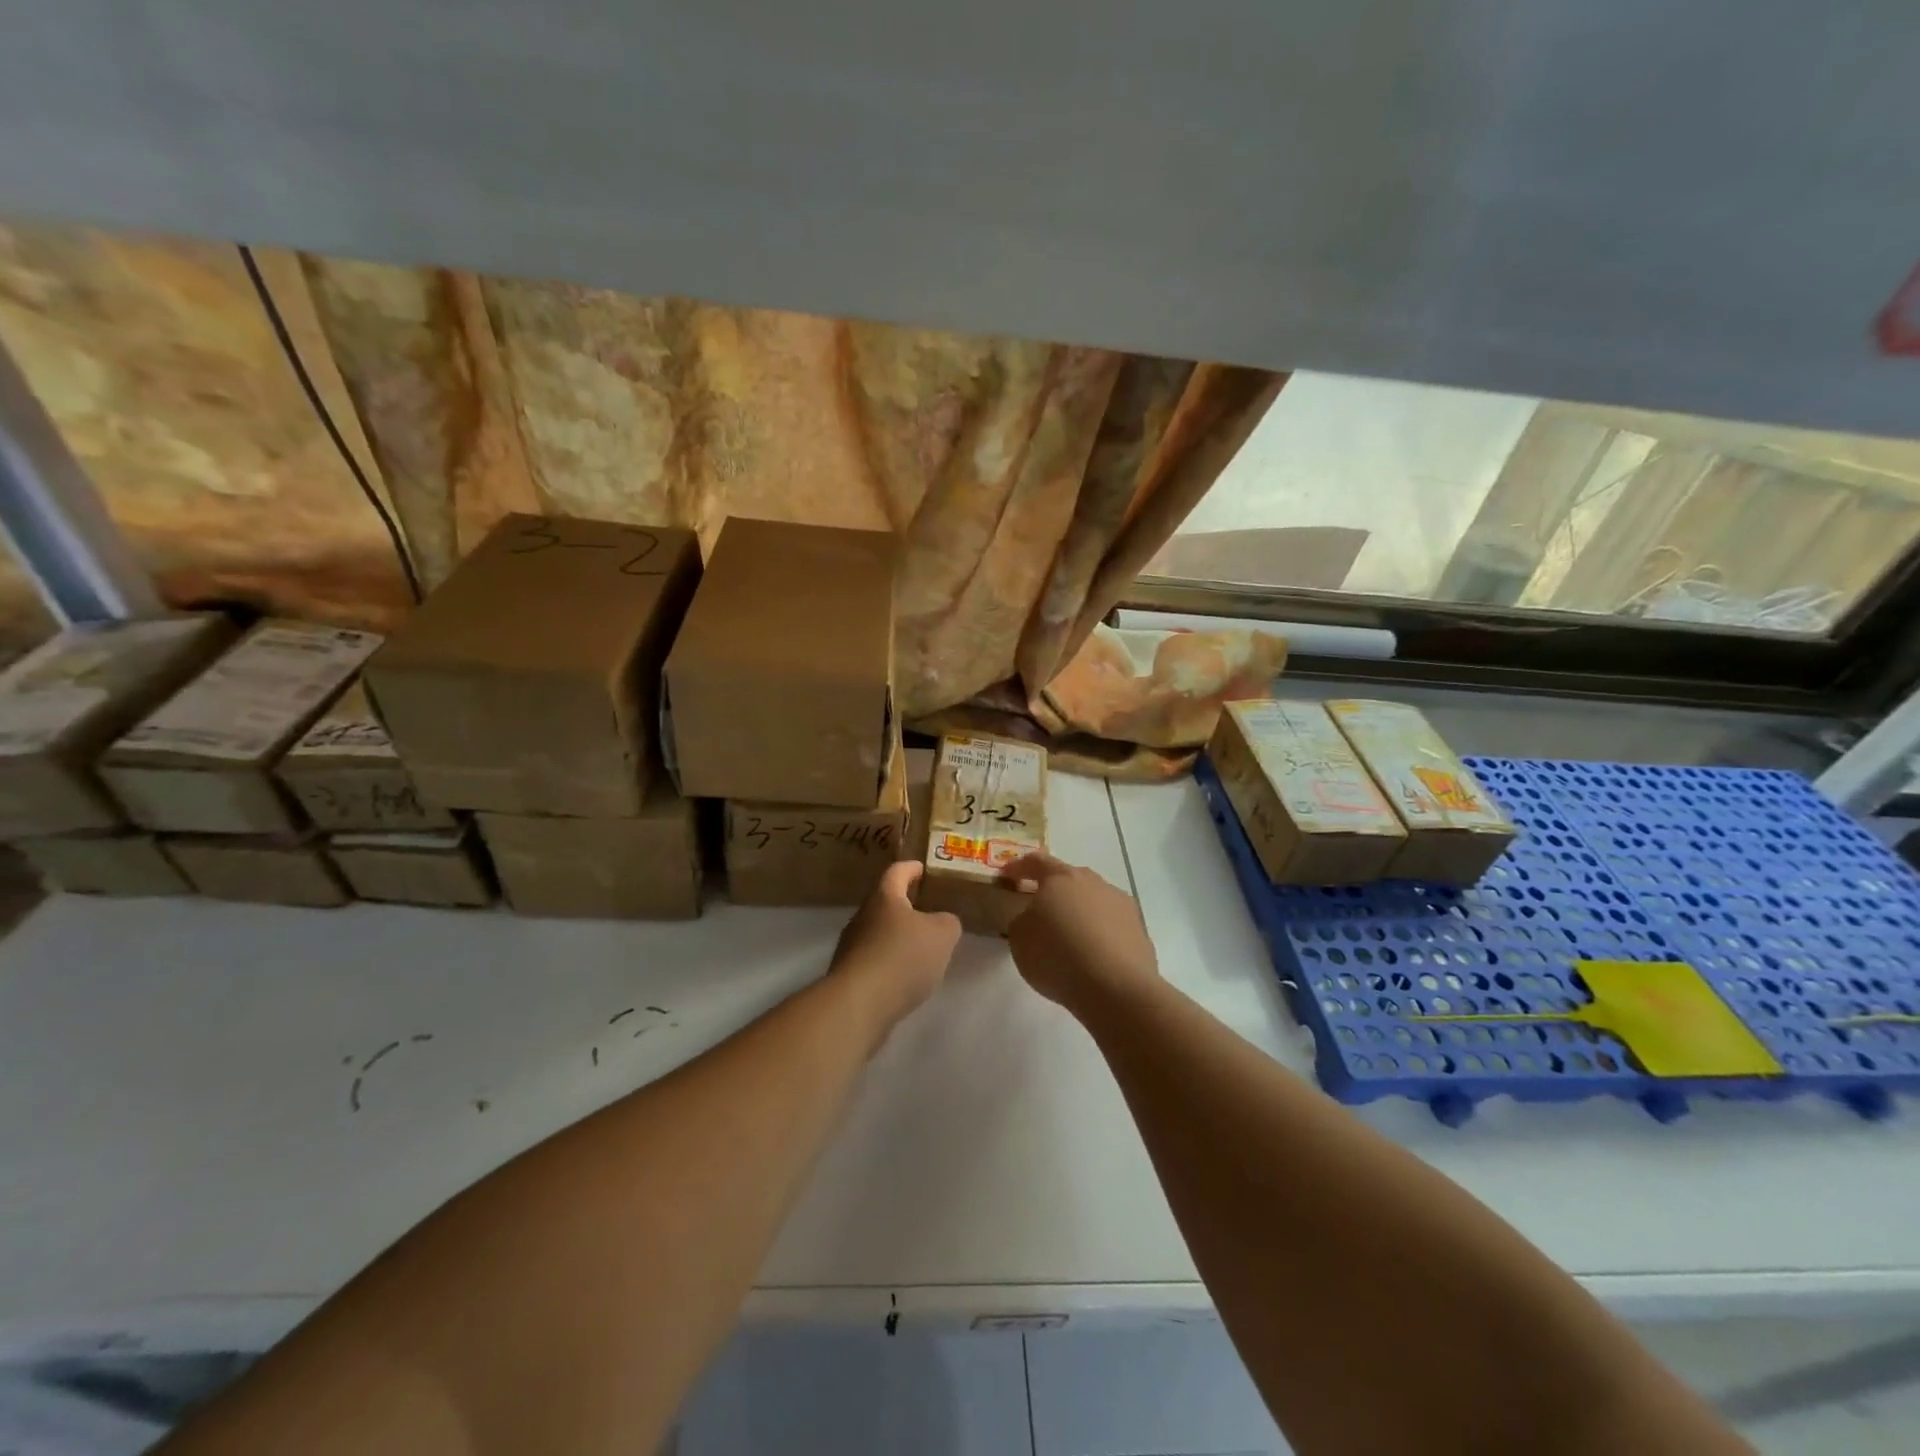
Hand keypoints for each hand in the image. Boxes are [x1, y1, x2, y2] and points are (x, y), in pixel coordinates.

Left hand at [832, 861, 961, 1030]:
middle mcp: (862, 916)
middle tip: (927, 912)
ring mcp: (851, 946)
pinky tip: (904, 977)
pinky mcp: (848, 975)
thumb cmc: (903, 957)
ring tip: (920, 948)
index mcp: (884, 898)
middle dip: (905, 906)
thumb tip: (942, 922)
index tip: (922, 869)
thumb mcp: (942, 935)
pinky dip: (890, 962)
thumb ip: (948, 922)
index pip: (896, 872)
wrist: (858, 1004)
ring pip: (878, 933)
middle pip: (884, 903)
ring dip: (897, 937)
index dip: (911, 868)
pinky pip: (874, 959)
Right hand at [998, 853, 1157, 1011]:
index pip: (1036, 862)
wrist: (1116, 988)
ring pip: (1093, 900)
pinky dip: (1099, 933)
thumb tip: (1034, 917)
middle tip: (1040, 909)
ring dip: (1079, 911)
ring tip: (1069, 937)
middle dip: (1053, 891)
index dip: (1019, 867)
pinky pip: (1111, 924)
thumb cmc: (1058, 956)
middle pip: (1069, 879)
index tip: (1008, 876)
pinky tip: (1093, 955)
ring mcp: (1120, 903)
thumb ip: (1022, 919)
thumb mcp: (1019, 939)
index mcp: (1061, 878)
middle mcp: (1093, 882)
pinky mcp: (1139, 928)